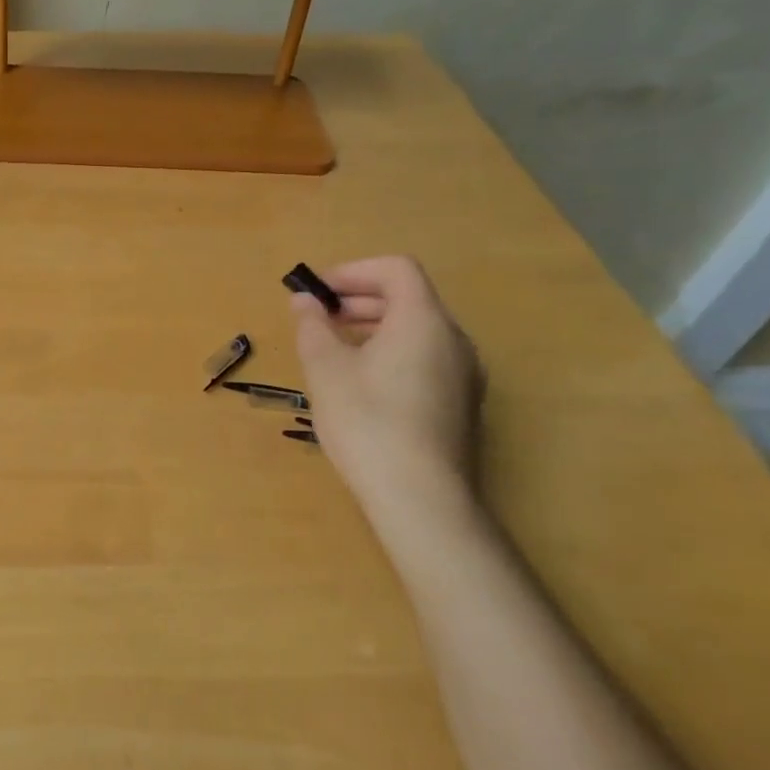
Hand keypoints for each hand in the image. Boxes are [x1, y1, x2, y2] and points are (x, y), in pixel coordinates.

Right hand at [289, 257, 485, 509]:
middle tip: (320, 319)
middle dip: (359, 300)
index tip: (318, 292)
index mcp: (423, 320)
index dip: (353, 271)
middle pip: (408, 298)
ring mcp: (464, 375)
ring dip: (374, 328)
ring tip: (335, 351)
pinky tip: (362, 386)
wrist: (421, 499)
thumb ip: (313, 326)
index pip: (396, 269)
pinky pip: (426, 359)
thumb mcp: (325, 369)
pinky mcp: (461, 405)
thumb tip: (304, 300)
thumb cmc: (367, 422)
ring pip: (417, 331)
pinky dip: (392, 354)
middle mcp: (454, 340)